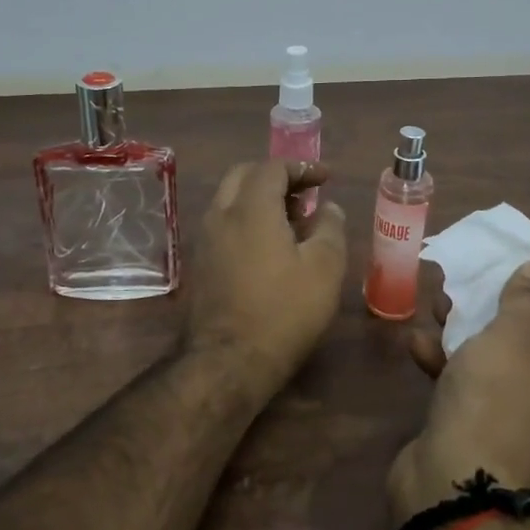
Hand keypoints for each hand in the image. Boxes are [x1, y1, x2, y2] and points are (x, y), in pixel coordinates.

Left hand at [184, 160, 348, 388]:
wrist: (227, 362)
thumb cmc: (283, 311)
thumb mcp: (324, 269)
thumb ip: (330, 228)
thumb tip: (328, 208)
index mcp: (250, 208)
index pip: (272, 167)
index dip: (302, 167)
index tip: (325, 178)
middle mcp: (220, 215)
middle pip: (243, 175)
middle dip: (275, 177)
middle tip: (304, 194)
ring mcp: (204, 240)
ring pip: (230, 200)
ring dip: (259, 199)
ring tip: (291, 222)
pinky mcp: (199, 264)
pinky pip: (223, 225)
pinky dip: (246, 220)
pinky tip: (268, 248)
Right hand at [388, 263, 529, 519]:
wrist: (459, 485)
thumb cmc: (499, 397)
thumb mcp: (514, 334)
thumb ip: (525, 298)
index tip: (515, 259)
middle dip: (496, 304)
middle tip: (469, 279)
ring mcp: (517, 415)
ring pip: (494, 359)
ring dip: (465, 330)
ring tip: (437, 302)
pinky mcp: (479, 428)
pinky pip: (467, 385)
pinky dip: (446, 363)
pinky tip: (417, 344)